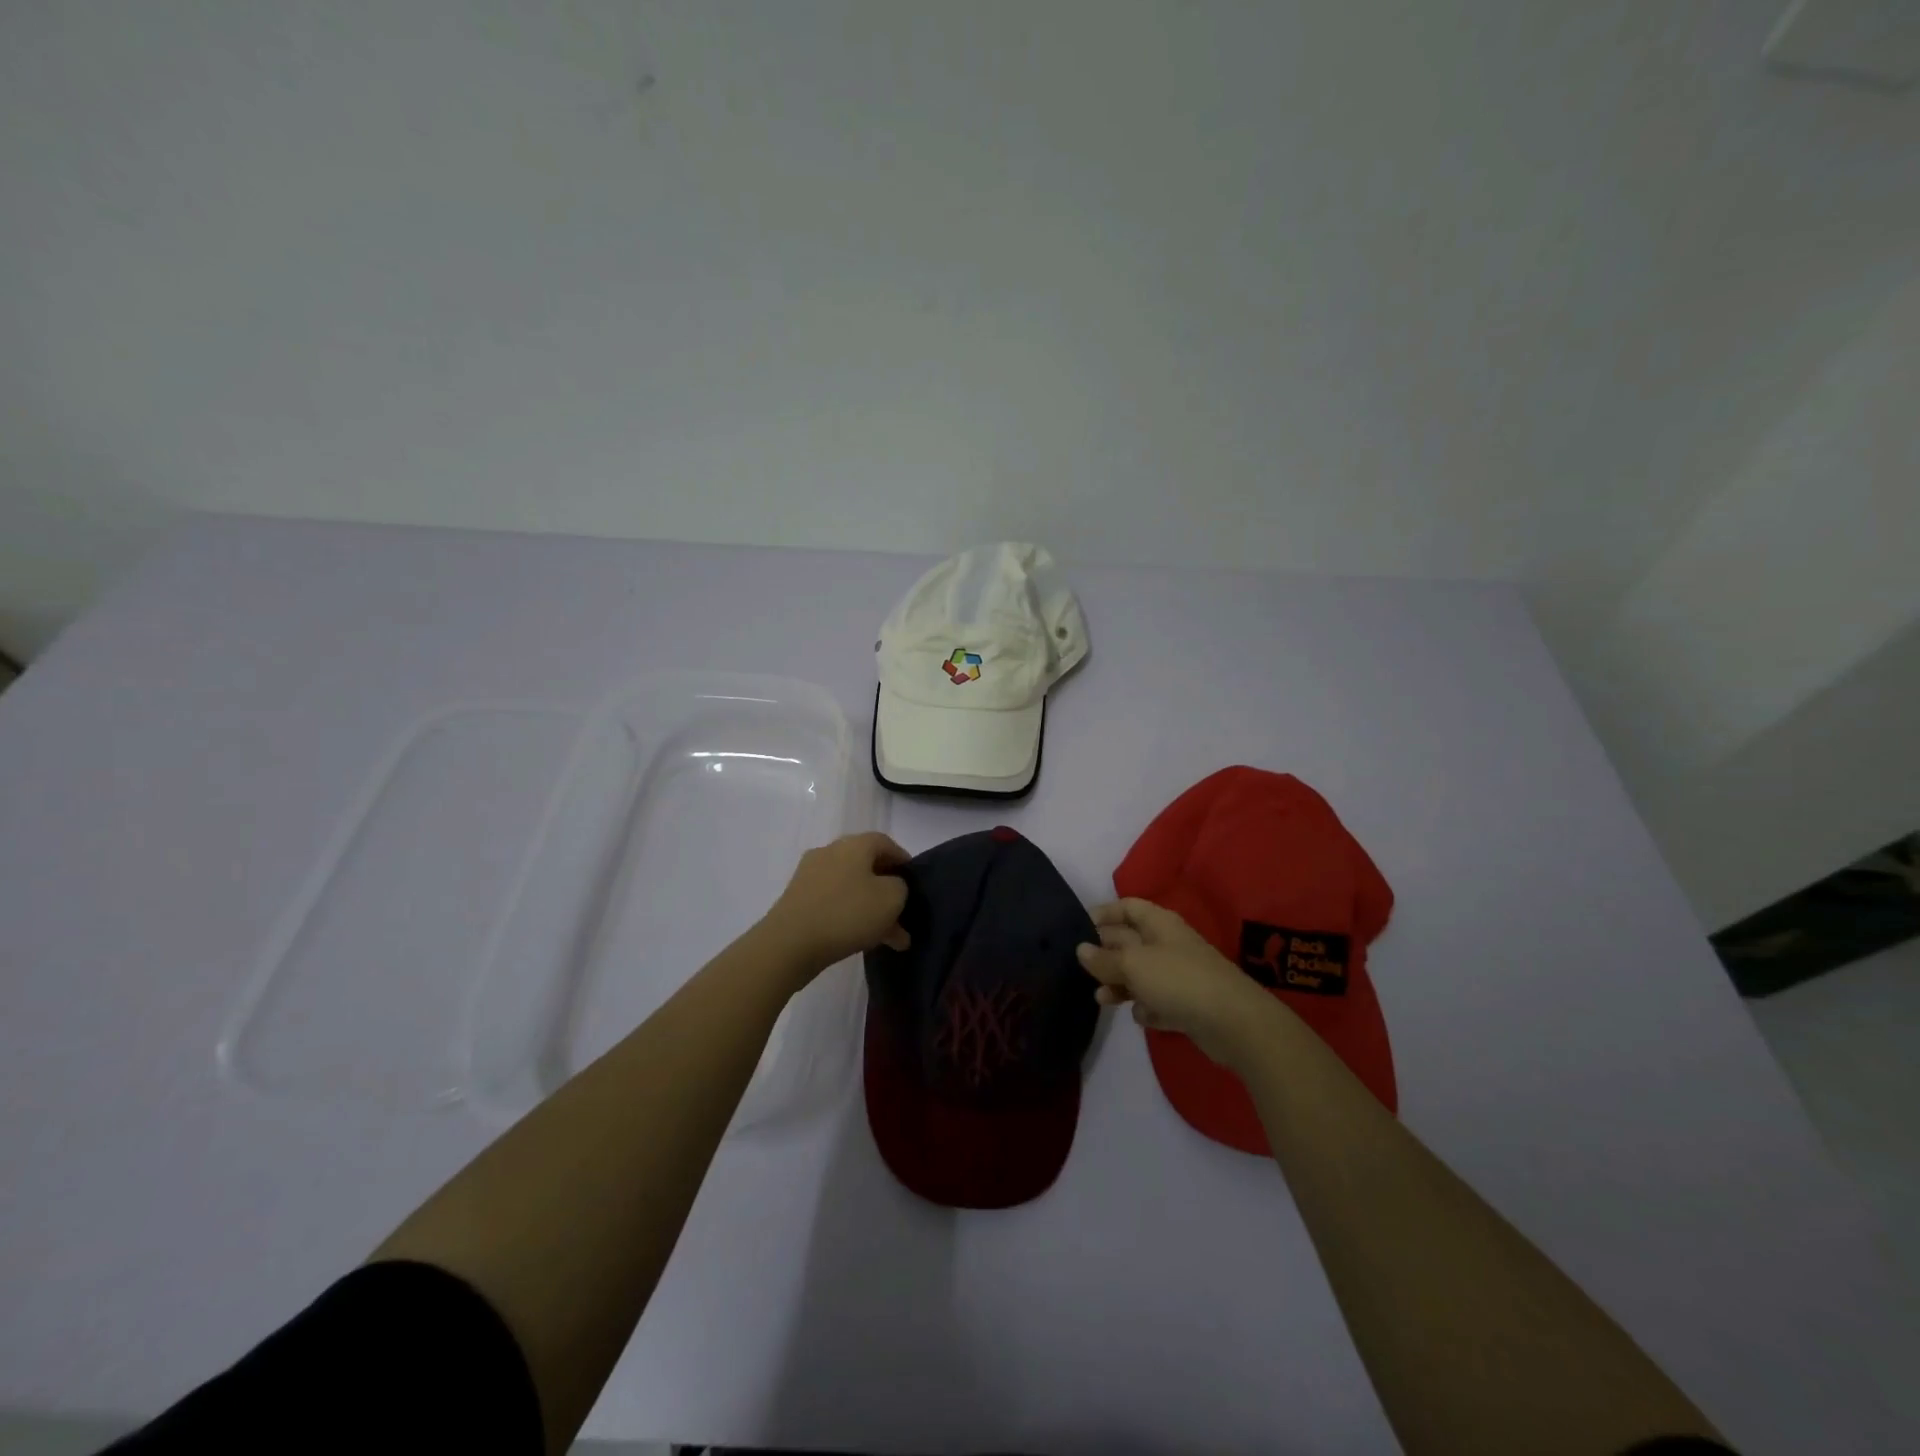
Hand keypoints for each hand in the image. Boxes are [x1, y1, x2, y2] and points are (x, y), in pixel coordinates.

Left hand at [761, 832, 911, 975]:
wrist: (789, 943)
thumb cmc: (847, 913)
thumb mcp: (891, 898)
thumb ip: (900, 887)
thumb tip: (891, 887)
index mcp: (853, 844)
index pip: (885, 843)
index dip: (903, 860)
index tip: (914, 882)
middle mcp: (830, 852)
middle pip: (867, 867)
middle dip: (888, 892)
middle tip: (903, 916)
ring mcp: (810, 876)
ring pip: (852, 889)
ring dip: (872, 910)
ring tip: (890, 939)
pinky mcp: (798, 901)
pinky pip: (834, 904)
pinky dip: (851, 918)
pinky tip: (863, 942)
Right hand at [1076, 898, 1285, 1068]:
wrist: (1234, 1022)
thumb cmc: (1178, 980)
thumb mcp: (1133, 965)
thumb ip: (1104, 959)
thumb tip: (1081, 949)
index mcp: (1160, 924)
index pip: (1128, 907)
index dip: (1104, 913)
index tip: (1079, 928)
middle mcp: (1169, 945)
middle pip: (1131, 941)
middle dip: (1106, 953)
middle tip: (1081, 967)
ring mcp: (1180, 975)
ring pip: (1141, 974)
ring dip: (1120, 984)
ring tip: (1101, 998)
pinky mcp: (1187, 1005)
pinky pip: (1158, 1001)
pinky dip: (1147, 1008)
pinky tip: (1141, 1016)